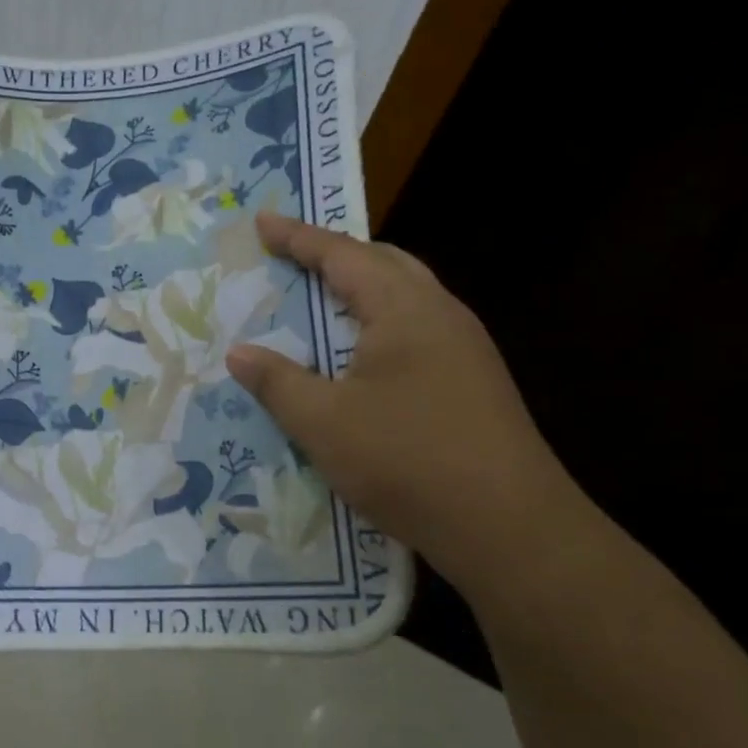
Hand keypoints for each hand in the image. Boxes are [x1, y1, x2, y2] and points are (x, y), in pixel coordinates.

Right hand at [226, 212, 576, 586]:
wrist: (508, 526)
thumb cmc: (407, 460)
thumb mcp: (324, 423)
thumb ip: (278, 382)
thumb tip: (239, 352)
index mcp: (404, 309)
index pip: (343, 255)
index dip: (298, 237)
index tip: (262, 221)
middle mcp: (441, 314)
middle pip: (385, 263)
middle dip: (336, 254)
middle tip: (293, 258)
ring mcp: (465, 349)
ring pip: (406, 296)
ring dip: (362, 289)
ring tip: (322, 302)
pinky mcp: (473, 382)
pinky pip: (417, 330)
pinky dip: (378, 324)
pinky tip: (361, 358)